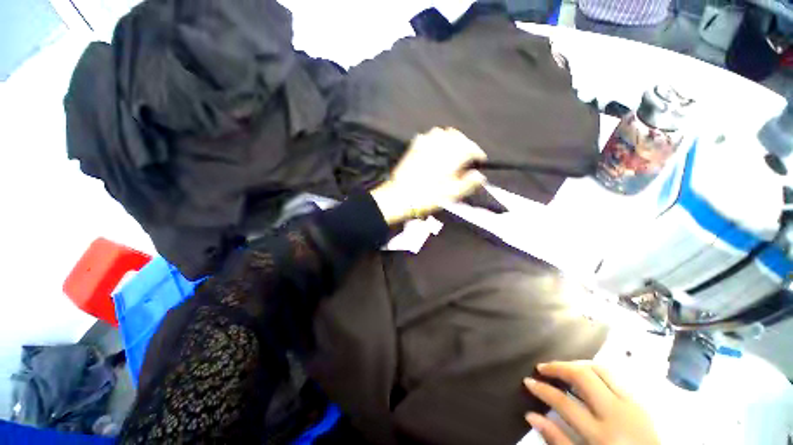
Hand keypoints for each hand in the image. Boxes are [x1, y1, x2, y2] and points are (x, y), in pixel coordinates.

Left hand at [370, 127, 486, 224]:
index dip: (478, 154)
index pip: (471, 148)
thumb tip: (480, 176)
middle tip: (466, 157)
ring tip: (451, 151)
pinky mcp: (414, 147)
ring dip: (450, 139)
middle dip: (465, 144)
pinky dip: (435, 139)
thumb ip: (469, 183)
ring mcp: (425, 144)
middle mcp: (440, 145)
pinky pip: (428, 136)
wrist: (400, 196)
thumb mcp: (452, 194)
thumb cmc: (428, 197)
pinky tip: (434, 149)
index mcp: (452, 156)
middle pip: (458, 137)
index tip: (479, 162)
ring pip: (443, 132)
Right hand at [524, 361, 659, 444]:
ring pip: (601, 370)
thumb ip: (557, 439)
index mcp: (600, 435)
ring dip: (577, 364)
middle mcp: (616, 414)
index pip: (564, 402)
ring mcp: (632, 405)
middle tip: (543, 368)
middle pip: (583, 377)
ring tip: (563, 368)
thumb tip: (530, 415)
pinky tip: (586, 375)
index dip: (542, 389)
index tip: (529, 381)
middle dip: (559, 367)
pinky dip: (596, 371)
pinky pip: (615, 377)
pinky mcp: (641, 402)